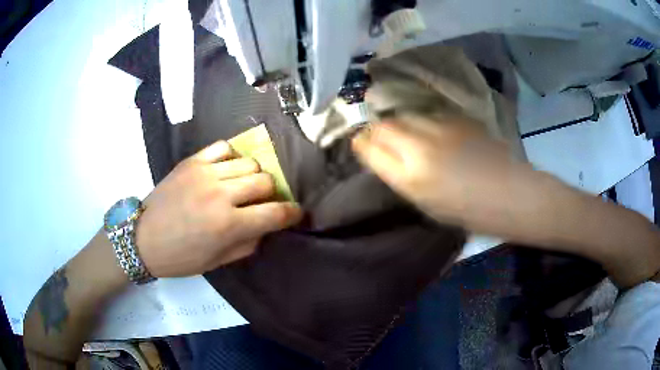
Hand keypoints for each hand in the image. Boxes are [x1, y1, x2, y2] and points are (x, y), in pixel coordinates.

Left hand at [136, 140, 302, 276]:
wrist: (143, 238)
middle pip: (265, 181)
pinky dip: (232, 157)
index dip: (292, 213)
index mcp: (228, 225)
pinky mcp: (192, 161)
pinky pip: (223, 147)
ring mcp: (205, 173)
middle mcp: (220, 195)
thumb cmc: (180, 257)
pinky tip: (227, 169)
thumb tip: (266, 226)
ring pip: (249, 162)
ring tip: (242, 186)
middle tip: (262, 202)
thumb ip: (248, 243)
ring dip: (253, 176)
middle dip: (271, 194)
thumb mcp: (218, 262)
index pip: (275, 213)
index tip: (295, 212)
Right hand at [351, 115, 537, 235]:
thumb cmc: (469, 211)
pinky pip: (428, 114)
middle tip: (380, 137)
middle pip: (384, 125)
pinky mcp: (457, 119)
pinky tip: (430, 130)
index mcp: (411, 177)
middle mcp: (421, 147)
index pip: (370, 149)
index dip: (361, 144)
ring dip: (399, 122)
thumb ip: (402, 178)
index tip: (360, 144)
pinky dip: (422, 120)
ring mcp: (440, 128)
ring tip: (405, 132)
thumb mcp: (427, 204)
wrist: (510, 193)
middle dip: (376, 130)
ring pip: (406, 115)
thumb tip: (386, 158)